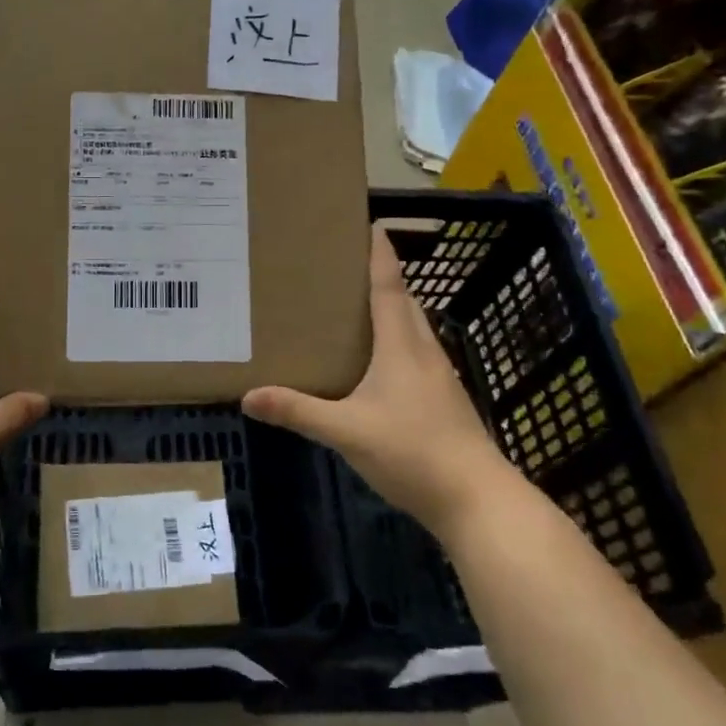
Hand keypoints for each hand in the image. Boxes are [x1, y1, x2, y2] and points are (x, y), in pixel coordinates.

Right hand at [243, 230, 511, 531]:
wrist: (477, 500)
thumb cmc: (412, 452)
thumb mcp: (346, 432)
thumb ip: (298, 411)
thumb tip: (248, 396)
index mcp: (401, 347)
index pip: (389, 289)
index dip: (380, 257)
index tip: (372, 225)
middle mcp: (423, 352)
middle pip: (404, 303)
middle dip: (382, 278)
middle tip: (348, 266)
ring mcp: (439, 377)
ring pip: (413, 329)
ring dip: (392, 309)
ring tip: (358, 307)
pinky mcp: (444, 400)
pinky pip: (416, 353)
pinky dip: (397, 340)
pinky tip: (379, 361)